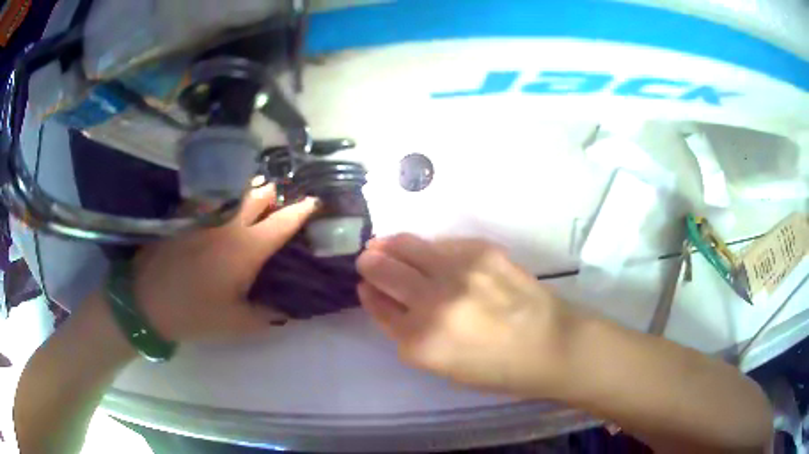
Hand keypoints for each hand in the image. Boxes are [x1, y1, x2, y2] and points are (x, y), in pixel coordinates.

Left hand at [132, 185, 317, 340]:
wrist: (146, 300)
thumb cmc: (194, 313)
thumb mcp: (236, 323)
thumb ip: (267, 316)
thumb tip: (287, 310)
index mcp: (246, 249)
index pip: (282, 222)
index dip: (302, 210)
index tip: (315, 202)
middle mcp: (228, 223)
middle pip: (260, 194)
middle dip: (275, 196)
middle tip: (280, 206)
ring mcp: (205, 215)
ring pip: (235, 191)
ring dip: (250, 193)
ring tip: (254, 203)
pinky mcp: (186, 215)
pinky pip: (212, 198)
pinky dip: (225, 199)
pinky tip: (223, 209)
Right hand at [356, 234, 574, 397]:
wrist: (550, 345)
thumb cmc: (497, 369)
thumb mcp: (442, 366)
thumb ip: (408, 334)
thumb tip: (385, 299)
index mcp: (420, 342)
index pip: (378, 305)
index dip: (369, 292)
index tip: (366, 284)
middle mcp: (433, 303)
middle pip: (383, 270)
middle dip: (371, 263)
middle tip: (369, 259)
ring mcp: (458, 271)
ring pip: (406, 245)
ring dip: (390, 245)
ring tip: (385, 245)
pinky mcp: (481, 250)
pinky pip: (441, 243)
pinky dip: (428, 248)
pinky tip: (428, 253)